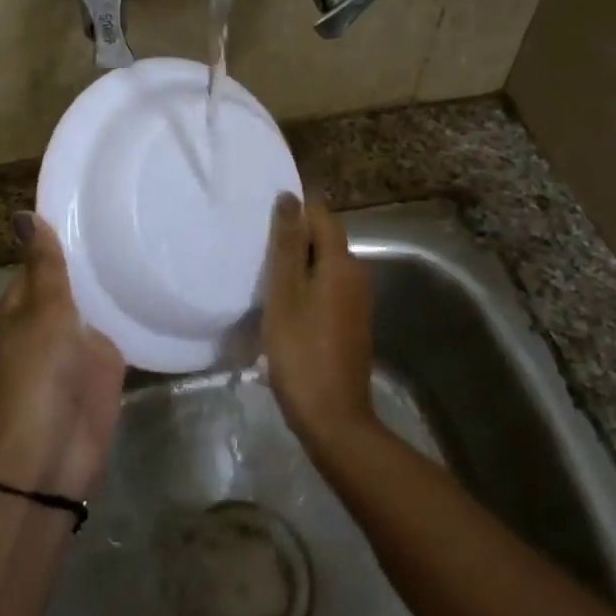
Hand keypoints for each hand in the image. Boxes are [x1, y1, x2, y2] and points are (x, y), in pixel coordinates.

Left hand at [0, 212, 125, 501]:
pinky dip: (133, 311)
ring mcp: (78, 343)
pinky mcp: (105, 364)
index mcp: (23, 304)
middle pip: (72, 281)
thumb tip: (25, 214)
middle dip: (95, 257)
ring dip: (115, 282)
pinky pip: (120, 328)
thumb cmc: (40, 371)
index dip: (62, 235)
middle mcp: (49, 320)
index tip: (95, 201)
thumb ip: (45, 263)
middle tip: (133, 210)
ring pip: (97, 303)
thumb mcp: (43, 309)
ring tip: (151, 236)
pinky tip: (158, 282)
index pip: (41, 260)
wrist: (56, 446)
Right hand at [261, 193, 377, 457]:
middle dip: (295, 235)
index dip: (296, 207)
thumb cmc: (301, 352)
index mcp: (341, 263)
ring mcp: (357, 300)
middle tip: (257, 242)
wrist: (333, 418)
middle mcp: (357, 274)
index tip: (264, 211)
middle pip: (325, 238)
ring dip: (299, 262)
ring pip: (326, 264)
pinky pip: (328, 287)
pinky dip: (307, 284)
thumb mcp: (284, 294)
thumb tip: (290, 197)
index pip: (322, 214)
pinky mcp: (352, 322)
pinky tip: (283, 300)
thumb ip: (286, 245)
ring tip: (264, 269)